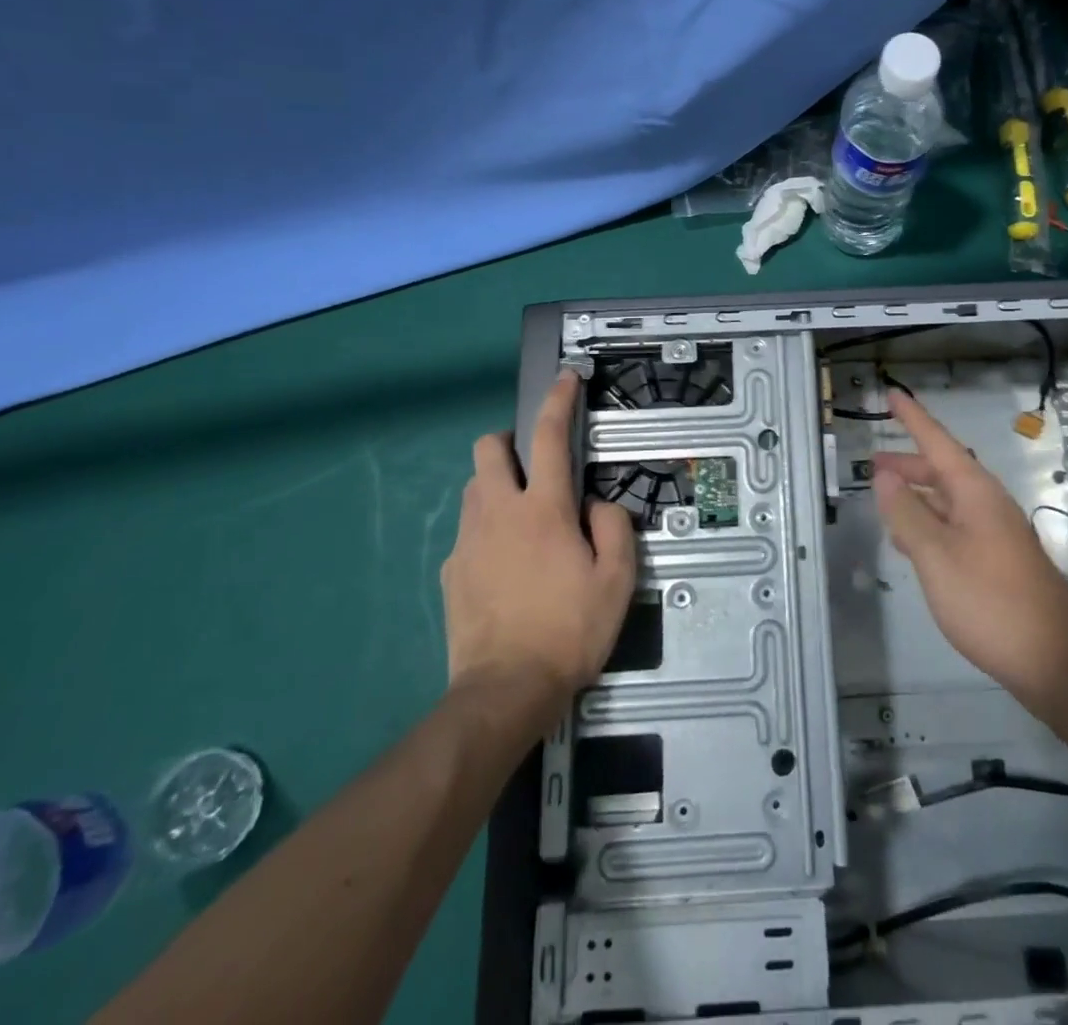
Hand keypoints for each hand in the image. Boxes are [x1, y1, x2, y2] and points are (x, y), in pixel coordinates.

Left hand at [442, 371, 636, 725]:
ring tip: (524, 519)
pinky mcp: (450, 571)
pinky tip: (506, 567)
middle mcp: (499, 513)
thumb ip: (614, 527)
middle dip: (507, 441)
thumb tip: (597, 506)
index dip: (559, 401)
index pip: (550, 437)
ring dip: (497, 485)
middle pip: (487, 449)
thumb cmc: (569, 629)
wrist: (505, 690)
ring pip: (473, 488)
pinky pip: (468, 532)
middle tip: (533, 464)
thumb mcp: (617, 580)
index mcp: (543, 509)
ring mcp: (468, 541)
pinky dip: (487, 531)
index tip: (565, 378)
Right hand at [872, 390, 1067, 711]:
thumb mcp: (936, 555)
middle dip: (907, 464)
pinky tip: (911, 544)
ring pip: (947, 501)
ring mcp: (994, 533)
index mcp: (974, 491)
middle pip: (942, 470)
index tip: (892, 394)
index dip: (912, 418)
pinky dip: (928, 525)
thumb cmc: (990, 599)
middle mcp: (986, 504)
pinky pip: (954, 528)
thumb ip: (907, 514)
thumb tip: (885, 477)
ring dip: (916, 496)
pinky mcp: (996, 561)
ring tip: (885, 501)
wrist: (1054, 658)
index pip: (937, 441)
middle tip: (872, 465)